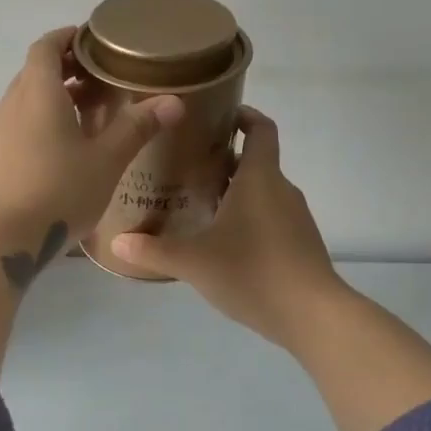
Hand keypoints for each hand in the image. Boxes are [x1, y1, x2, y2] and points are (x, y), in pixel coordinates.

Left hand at [0, 27, 184, 247]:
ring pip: (29, 100)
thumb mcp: (106, 160)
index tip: (93, 40)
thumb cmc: (57, 191)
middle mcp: (13, 104)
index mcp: (38, 92)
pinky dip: (45, 120)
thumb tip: (173, 101)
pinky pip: (22, 124)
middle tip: (104, 76)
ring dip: (57, 96)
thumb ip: (137, 127)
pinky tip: (69, 147)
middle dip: (68, 68)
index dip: (67, 37)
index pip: (46, 47)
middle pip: (37, 72)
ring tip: (93, 110)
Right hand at [110, 108, 344, 348]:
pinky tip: (224, 242)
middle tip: (188, 165)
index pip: (261, 129)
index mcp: (259, 178)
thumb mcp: (194, 262)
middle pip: (256, 162)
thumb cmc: (253, 272)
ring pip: (263, 192)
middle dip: (225, 160)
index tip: (218, 115)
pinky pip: (271, 217)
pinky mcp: (300, 244)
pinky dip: (249, 218)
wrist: (313, 316)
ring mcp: (295, 218)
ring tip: (200, 203)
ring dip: (236, 191)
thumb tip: (117, 242)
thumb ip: (154, 250)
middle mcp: (281, 190)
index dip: (244, 115)